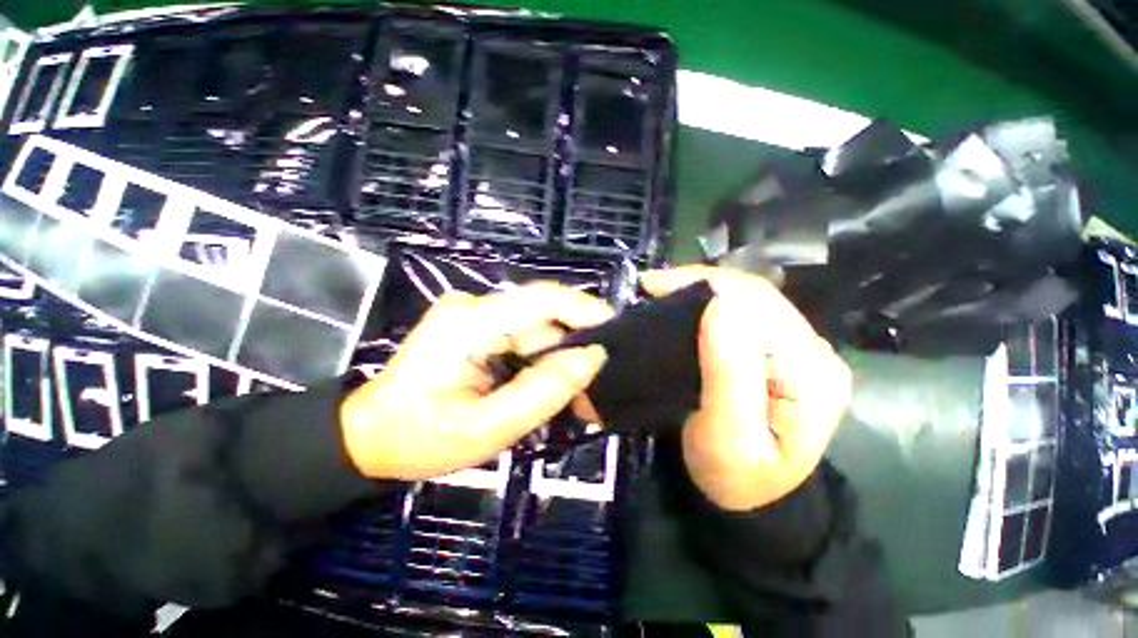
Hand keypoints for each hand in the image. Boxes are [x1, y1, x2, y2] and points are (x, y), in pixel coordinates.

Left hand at [339, 283, 611, 480]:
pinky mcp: (475, 325)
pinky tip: (547, 381)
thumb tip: (591, 358)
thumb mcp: (485, 430)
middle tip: (598, 379)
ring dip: (557, 354)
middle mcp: (472, 307)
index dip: (585, 310)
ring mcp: (472, 314)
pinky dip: (541, 357)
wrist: (370, 436)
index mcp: (468, 324)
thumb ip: (542, 393)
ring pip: (535, 326)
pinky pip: (523, 334)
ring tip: (574, 391)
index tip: (617, 333)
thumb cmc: (418, 440)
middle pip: (541, 314)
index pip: (540, 299)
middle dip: (574, 343)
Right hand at [640, 266, 850, 511]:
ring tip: (661, 292)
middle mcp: (813, 349)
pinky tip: (683, 307)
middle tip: (650, 287)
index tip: (652, 287)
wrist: (749, 498)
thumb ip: (729, 372)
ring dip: (701, 291)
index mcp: (809, 370)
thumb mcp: (727, 435)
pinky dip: (708, 304)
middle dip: (699, 283)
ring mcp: (799, 348)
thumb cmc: (734, 476)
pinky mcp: (780, 352)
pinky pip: (742, 314)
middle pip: (754, 295)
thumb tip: (721, 303)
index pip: (756, 305)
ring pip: (746, 299)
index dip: (703, 286)